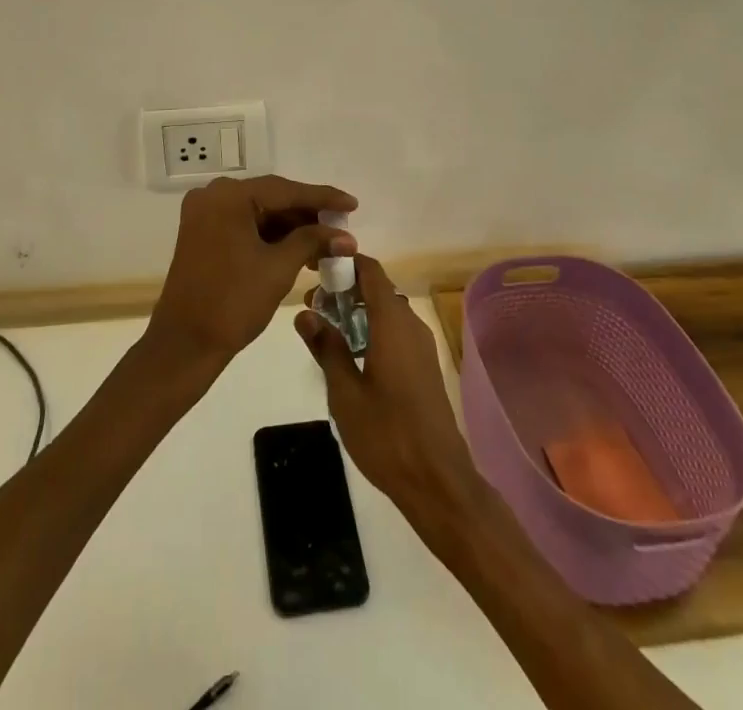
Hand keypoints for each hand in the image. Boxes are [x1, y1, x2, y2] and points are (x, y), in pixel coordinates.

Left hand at [148, 175, 357, 372]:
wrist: (184, 345)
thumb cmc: (233, 303)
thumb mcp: (278, 268)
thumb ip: (312, 242)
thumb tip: (346, 237)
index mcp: (228, 196)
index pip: (285, 190)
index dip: (323, 198)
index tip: (353, 204)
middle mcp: (213, 196)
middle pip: (271, 198)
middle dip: (308, 215)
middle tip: (342, 227)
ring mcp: (205, 215)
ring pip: (259, 212)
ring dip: (291, 227)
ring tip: (326, 244)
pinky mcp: (203, 234)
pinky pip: (245, 225)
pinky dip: (271, 236)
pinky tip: (299, 251)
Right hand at [296, 255, 479, 521]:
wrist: (438, 480)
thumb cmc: (386, 434)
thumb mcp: (344, 392)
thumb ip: (326, 347)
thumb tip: (305, 314)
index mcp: (393, 322)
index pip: (370, 271)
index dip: (344, 262)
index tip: (316, 269)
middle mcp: (411, 324)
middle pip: (377, 289)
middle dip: (345, 291)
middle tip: (312, 308)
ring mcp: (421, 346)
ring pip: (387, 311)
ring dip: (358, 312)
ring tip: (326, 330)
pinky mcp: (424, 366)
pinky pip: (396, 331)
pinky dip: (373, 329)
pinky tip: (351, 355)